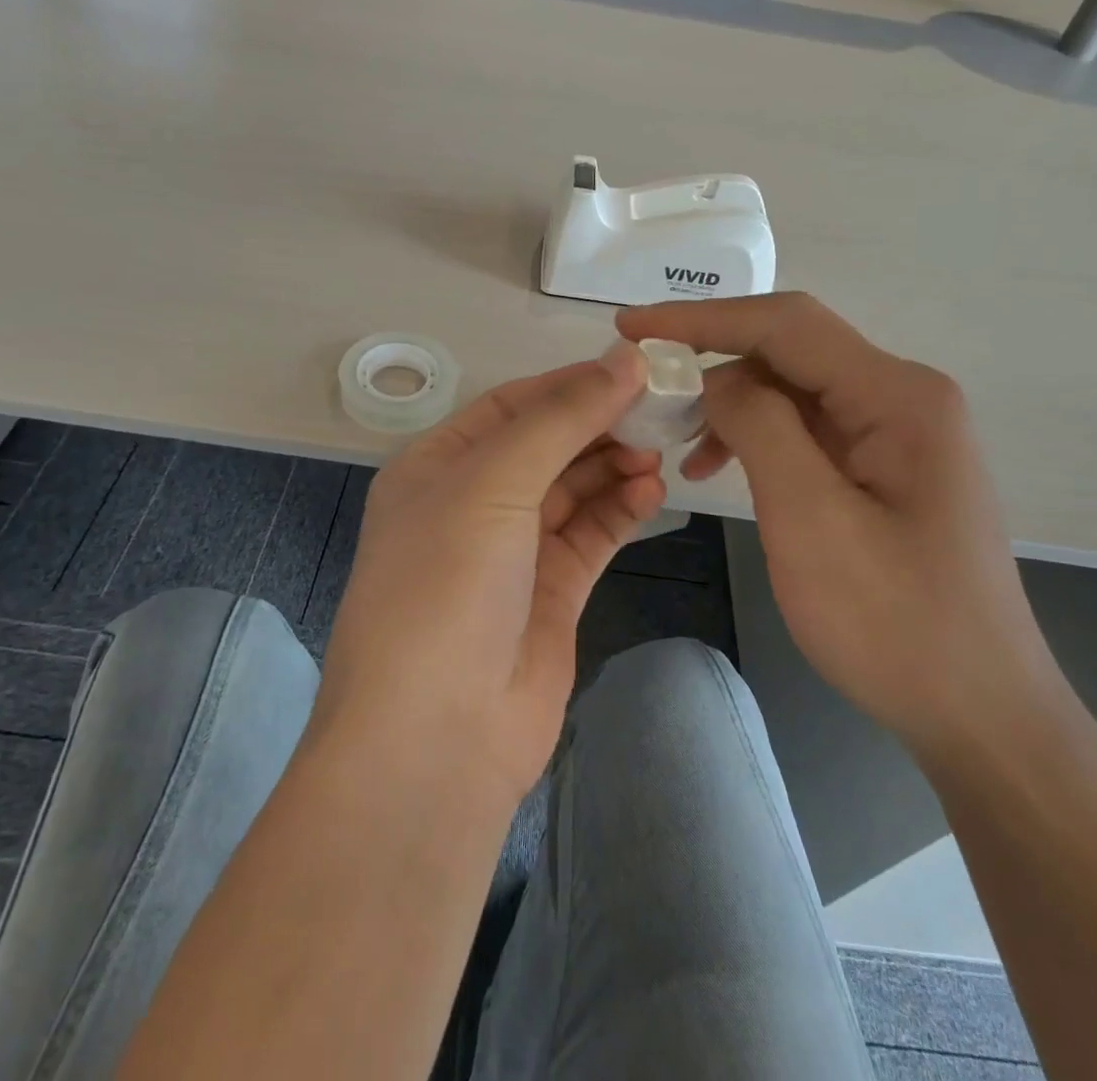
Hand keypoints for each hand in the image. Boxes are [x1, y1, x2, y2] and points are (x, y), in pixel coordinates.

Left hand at [315, 342, 666, 810]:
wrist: (436, 738)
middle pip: (545, 445)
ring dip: (613, 466)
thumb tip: (625, 359)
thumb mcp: (493, 483)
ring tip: (660, 451)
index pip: (511, 406)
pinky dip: (619, 510)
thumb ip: (562, 418)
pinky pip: (589, 536)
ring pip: (572, 490)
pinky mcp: (549, 594)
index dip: (569, 384)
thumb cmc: (446, 585)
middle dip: (598, 425)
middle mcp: (471, 503)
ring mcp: (511, 552)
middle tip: (660, 410)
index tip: (632, 369)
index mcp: (437, 466)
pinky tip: (650, 492)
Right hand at [617, 294, 1067, 754]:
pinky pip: (805, 428)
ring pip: (792, 389)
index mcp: (897, 396)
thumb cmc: (894, 621)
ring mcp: (895, 432)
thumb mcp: (811, 519)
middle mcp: (902, 397)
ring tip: (674, 440)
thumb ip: (760, 427)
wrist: (978, 712)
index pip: (785, 325)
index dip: (701, 318)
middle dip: (710, 359)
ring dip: (728, 404)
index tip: (631, 327)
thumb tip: (714, 379)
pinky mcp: (883, 466)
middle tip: (643, 384)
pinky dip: (754, 437)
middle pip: (788, 350)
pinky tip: (718, 468)